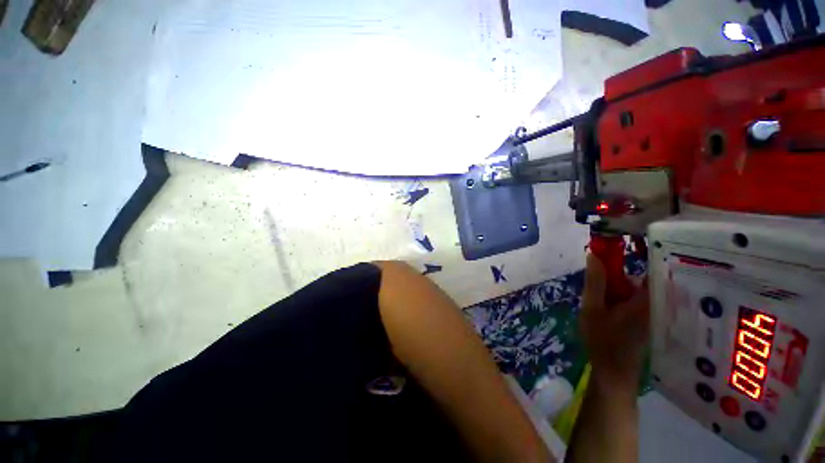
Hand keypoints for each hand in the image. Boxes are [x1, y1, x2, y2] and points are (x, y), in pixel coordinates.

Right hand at [581, 253, 649, 395]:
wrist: (613, 371)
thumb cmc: (602, 340)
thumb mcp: (592, 308)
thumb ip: (595, 282)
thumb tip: (594, 254)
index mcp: (647, 300)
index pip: (653, 267)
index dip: (643, 248)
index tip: (624, 237)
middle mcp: (655, 303)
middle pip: (641, 275)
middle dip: (618, 272)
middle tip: (597, 275)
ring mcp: (653, 310)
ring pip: (636, 287)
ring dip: (618, 284)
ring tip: (600, 297)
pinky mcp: (647, 316)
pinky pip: (635, 296)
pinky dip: (622, 293)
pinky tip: (607, 303)